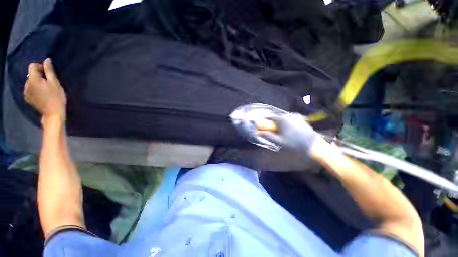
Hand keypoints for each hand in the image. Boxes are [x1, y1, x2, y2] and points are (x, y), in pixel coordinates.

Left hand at [24, 58, 66, 121]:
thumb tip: (47, 60)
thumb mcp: (55, 83)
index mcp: (33, 80)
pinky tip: (41, 94)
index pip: (32, 66)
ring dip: (37, 82)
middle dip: (39, 75)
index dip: (40, 67)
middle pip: (31, 74)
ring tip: (46, 89)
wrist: (53, 114)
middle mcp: (26, 84)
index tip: (48, 73)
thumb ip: (49, 71)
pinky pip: (29, 89)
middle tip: (49, 82)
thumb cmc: (56, 98)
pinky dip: (35, 89)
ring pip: (30, 82)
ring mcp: (26, 92)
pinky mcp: (27, 98)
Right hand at [258, 113, 317, 153]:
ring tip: (283, 131)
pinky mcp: (301, 118)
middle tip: (274, 130)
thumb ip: (268, 136)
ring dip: (281, 122)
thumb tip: (259, 132)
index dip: (266, 121)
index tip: (264, 125)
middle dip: (274, 123)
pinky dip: (288, 122)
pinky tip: (290, 129)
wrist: (313, 144)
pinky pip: (291, 119)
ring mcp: (296, 116)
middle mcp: (288, 115)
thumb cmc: (294, 143)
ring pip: (284, 118)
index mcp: (282, 119)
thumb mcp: (280, 141)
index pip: (270, 117)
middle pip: (277, 117)